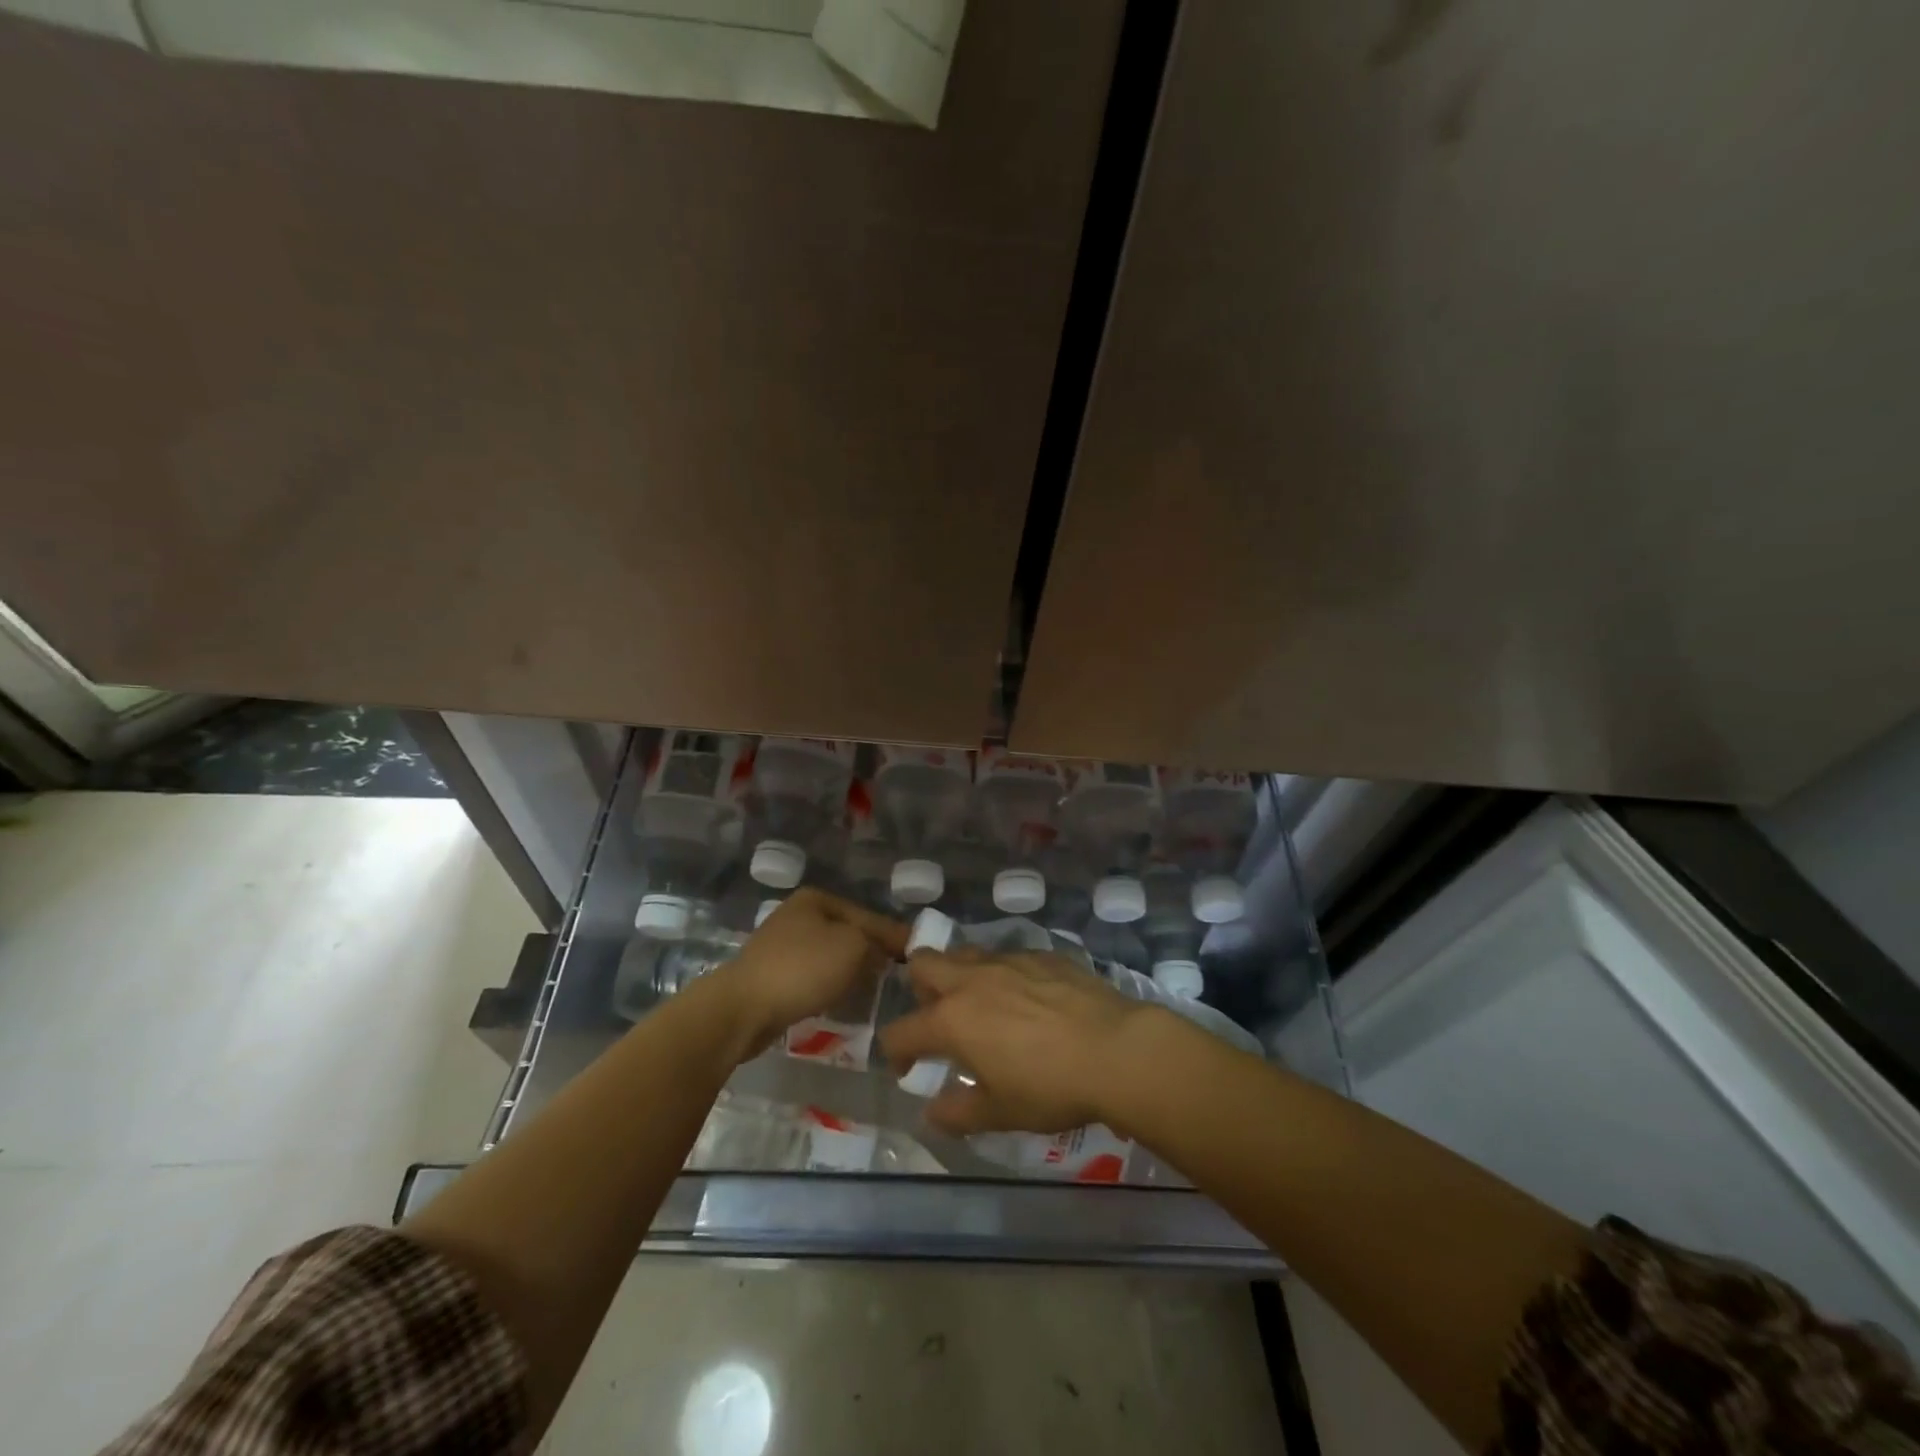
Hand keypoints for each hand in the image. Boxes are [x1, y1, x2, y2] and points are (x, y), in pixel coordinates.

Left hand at [711, 887, 908, 1056]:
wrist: (741, 1009)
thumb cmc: (802, 969)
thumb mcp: (853, 946)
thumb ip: (876, 943)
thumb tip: (883, 952)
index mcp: (816, 899)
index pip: (868, 916)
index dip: (894, 936)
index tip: (917, 955)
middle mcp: (797, 915)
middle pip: (848, 934)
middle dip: (871, 953)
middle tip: (898, 975)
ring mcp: (781, 945)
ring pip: (830, 956)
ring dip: (850, 971)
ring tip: (874, 990)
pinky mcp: (771, 975)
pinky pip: (812, 977)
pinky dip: (829, 986)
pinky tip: (841, 1000)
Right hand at [879, 948, 1149, 1136]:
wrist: (1116, 1049)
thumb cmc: (1051, 1087)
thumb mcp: (1001, 1112)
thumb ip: (958, 1112)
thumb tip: (931, 1112)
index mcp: (952, 1020)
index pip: (901, 1031)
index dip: (897, 1052)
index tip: (910, 1068)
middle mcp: (971, 980)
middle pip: (923, 964)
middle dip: (920, 989)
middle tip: (942, 1020)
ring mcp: (1007, 960)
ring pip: (965, 953)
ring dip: (961, 975)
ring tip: (984, 1006)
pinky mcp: (1041, 954)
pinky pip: (1008, 956)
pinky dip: (1004, 974)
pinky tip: (1029, 999)